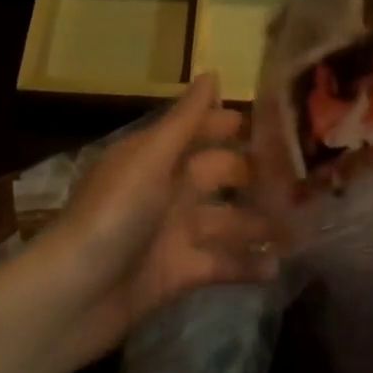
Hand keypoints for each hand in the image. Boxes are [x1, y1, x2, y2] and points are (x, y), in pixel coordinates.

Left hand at [38, 74, 278, 368]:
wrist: (71, 299)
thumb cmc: (113, 215)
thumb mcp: (150, 160)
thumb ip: (185, 120)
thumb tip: (213, 72)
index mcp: (154, 157)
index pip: (197, 131)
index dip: (229, 124)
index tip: (274, 122)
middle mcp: (165, 189)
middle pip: (217, 174)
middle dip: (253, 174)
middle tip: (300, 176)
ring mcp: (171, 233)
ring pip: (225, 220)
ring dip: (257, 224)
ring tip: (300, 228)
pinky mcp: (176, 274)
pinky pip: (218, 263)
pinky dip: (244, 265)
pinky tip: (275, 268)